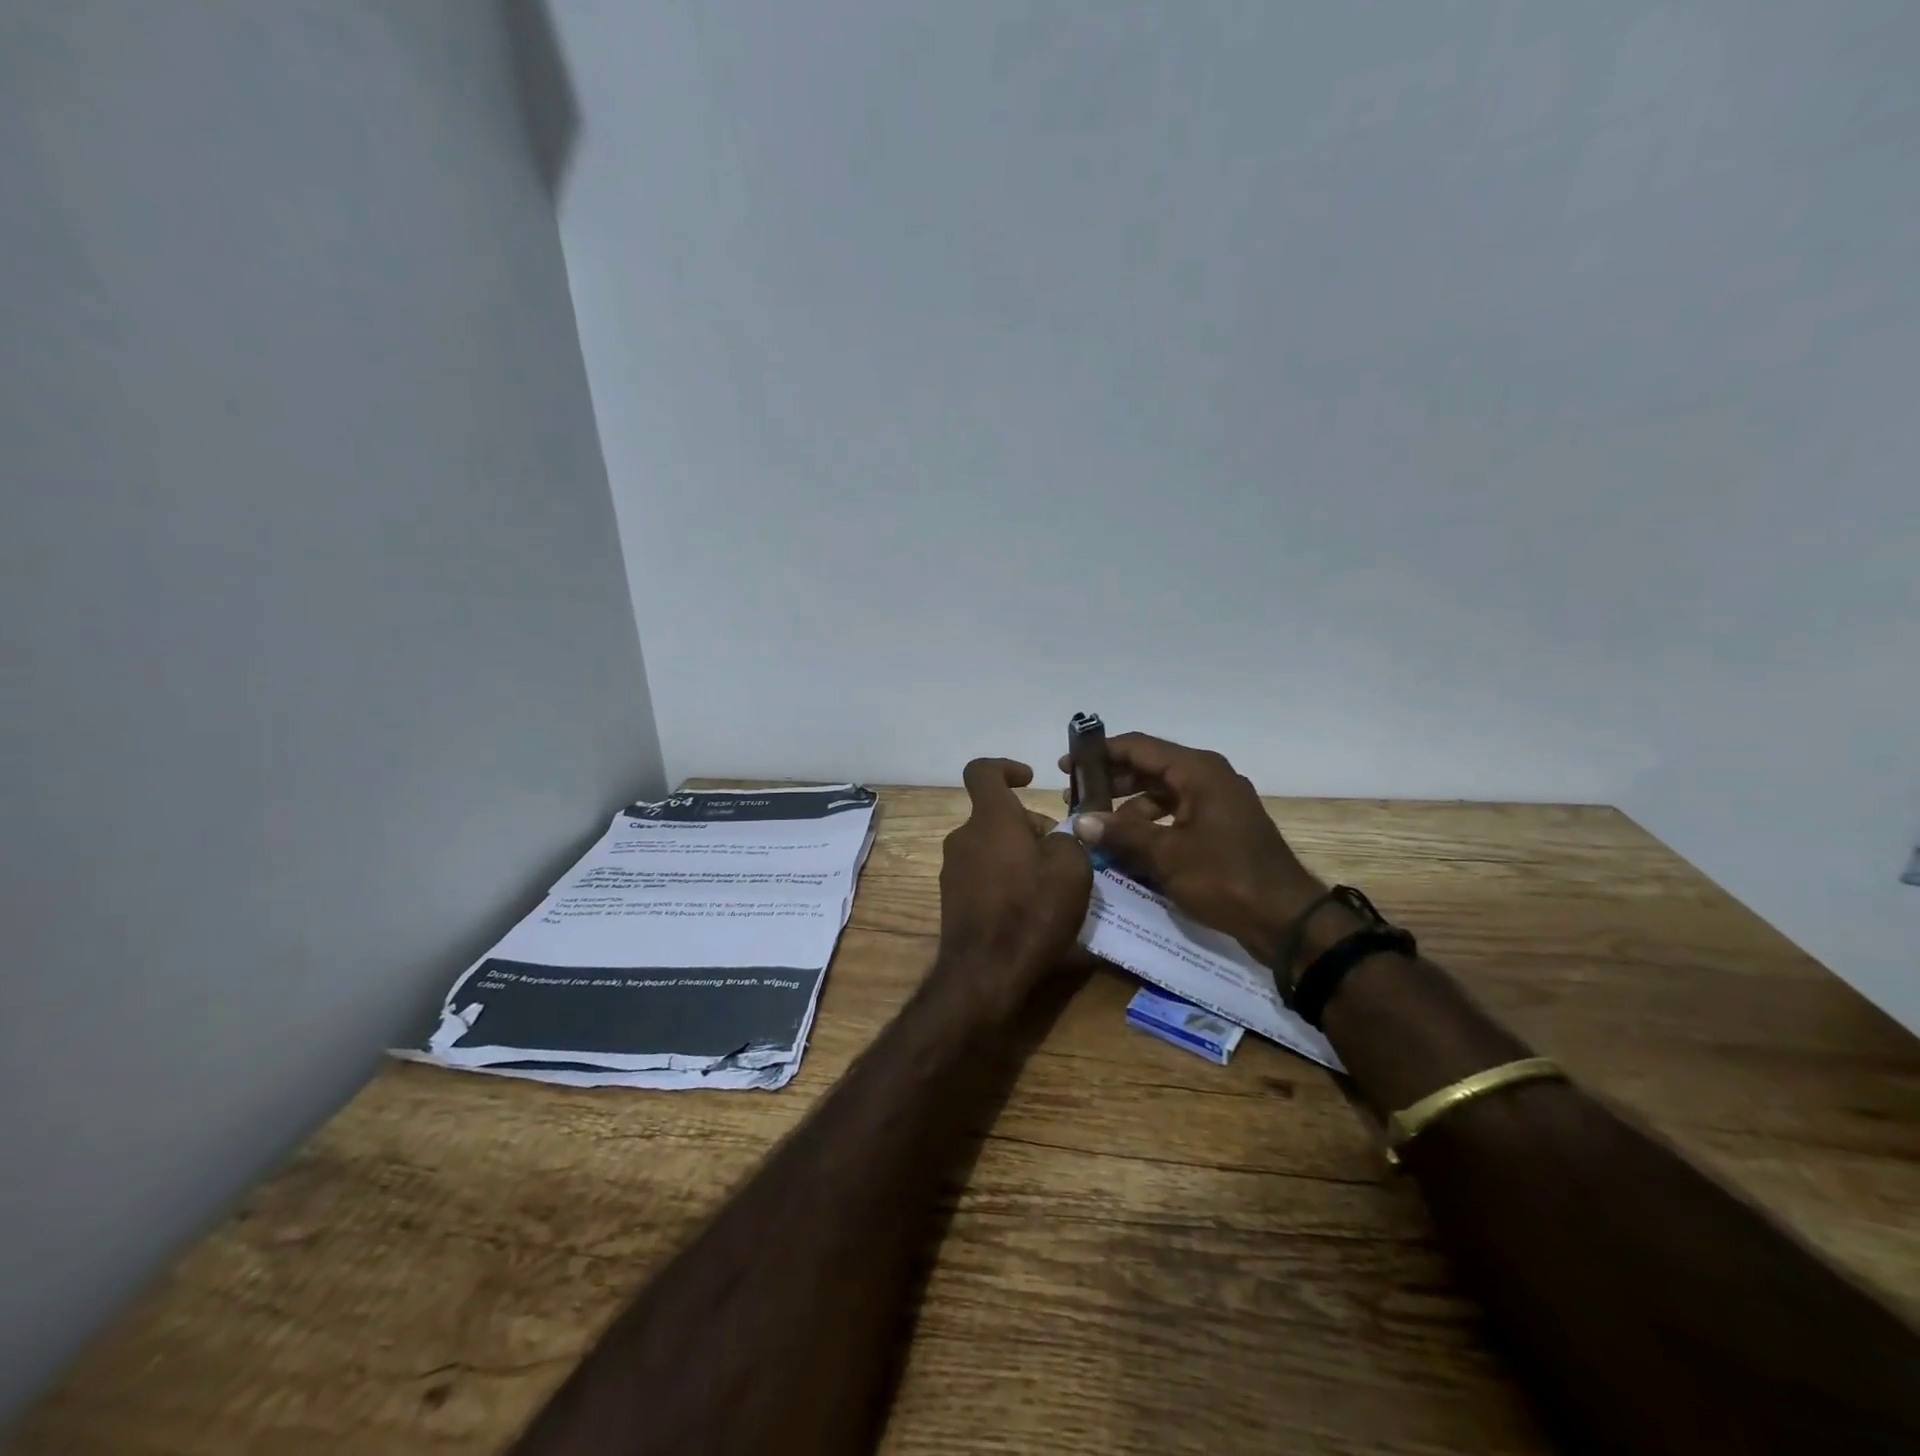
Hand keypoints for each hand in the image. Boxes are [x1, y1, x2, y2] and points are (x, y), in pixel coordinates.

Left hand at [935, 758, 1093, 1018]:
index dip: (1006, 767)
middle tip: (1061, 854)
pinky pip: (982, 874)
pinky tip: (1029, 909)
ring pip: (990, 846)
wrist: (985, 973)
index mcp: (990, 818)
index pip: (983, 771)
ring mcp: (953, 869)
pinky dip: (1005, 879)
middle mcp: (963, 837)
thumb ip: (1068, 840)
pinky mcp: (952, 899)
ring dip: (1018, 854)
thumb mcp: (1072, 868)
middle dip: (1028, 826)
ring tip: (1050, 885)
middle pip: (995, 815)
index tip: (1029, 780)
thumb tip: (1057, 839)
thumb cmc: (1031, 911)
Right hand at [1056, 733, 1322, 965]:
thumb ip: (1121, 834)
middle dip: (1111, 782)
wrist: (1287, 920)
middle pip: (1149, 768)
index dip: (1100, 753)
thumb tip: (1080, 821)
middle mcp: (1208, 778)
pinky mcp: (1220, 828)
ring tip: (1097, 828)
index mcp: (1198, 771)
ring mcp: (1216, 803)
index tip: (1067, 766)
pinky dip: (1149, 826)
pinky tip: (1127, 848)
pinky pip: (1175, 815)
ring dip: (1128, 808)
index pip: (1139, 747)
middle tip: (1076, 799)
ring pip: (1161, 794)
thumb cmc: (1226, 878)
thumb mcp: (1167, 856)